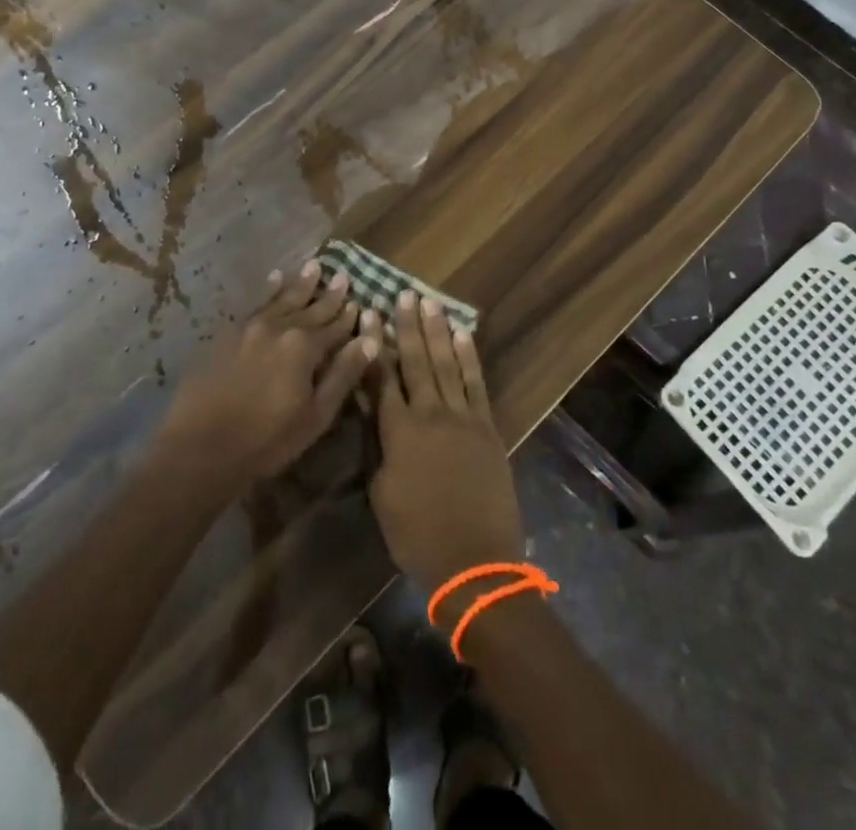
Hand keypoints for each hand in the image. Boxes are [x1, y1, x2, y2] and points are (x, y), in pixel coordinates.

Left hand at [159, 261, 378, 484]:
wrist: (200, 448)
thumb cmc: (267, 440)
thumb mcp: (316, 415)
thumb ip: (343, 374)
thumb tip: (370, 340)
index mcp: (304, 347)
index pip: (334, 327)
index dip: (348, 317)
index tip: (358, 301)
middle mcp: (279, 328)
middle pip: (310, 309)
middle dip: (328, 295)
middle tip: (342, 276)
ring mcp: (249, 328)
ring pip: (282, 300)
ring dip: (299, 285)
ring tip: (313, 266)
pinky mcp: (226, 335)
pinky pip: (254, 305)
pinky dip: (268, 291)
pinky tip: (274, 279)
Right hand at [369, 291, 523, 604]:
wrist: (475, 560)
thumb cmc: (418, 535)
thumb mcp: (383, 494)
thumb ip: (379, 448)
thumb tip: (375, 415)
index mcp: (399, 432)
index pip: (381, 378)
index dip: (373, 345)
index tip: (368, 315)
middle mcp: (430, 414)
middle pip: (415, 362)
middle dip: (407, 326)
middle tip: (402, 295)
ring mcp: (462, 417)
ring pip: (446, 364)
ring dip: (437, 331)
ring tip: (429, 302)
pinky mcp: (487, 426)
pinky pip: (476, 383)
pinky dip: (468, 356)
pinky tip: (462, 334)